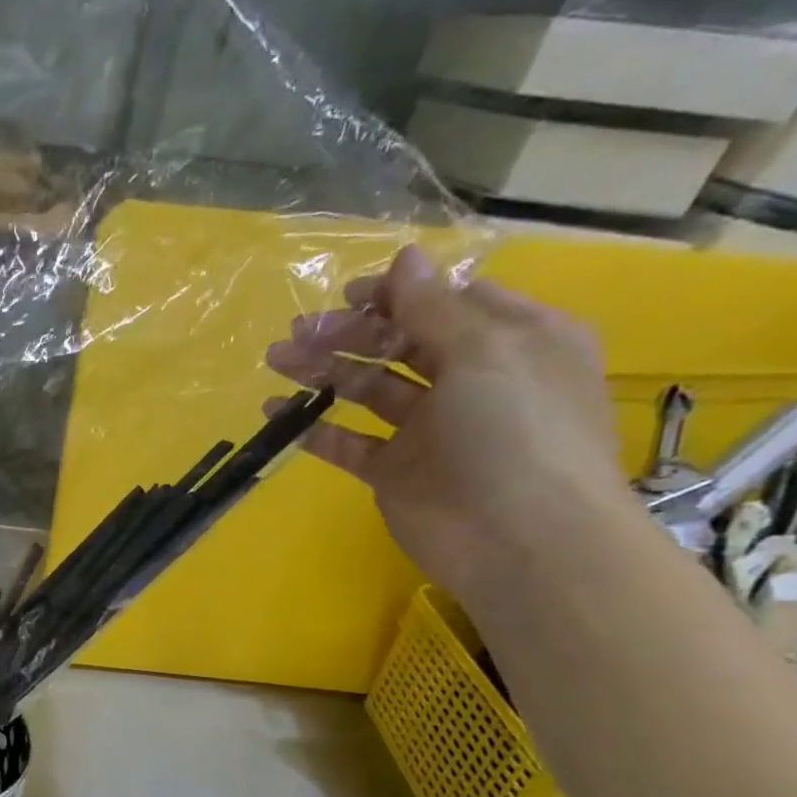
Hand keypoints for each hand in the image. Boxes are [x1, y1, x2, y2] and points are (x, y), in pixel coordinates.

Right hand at [265, 245, 626, 602]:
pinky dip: (315, 428)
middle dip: (350, 332)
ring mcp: (430, 429)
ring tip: (277, 361)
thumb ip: (435, 308)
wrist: (519, 540)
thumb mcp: (486, 353)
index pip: (449, 302)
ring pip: (369, 388)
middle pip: (400, 343)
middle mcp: (472, 380)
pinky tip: (277, 415)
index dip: (398, 294)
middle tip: (298, 333)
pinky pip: (349, 441)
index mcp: (512, 341)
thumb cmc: (517, 431)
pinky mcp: (396, 470)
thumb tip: (405, 257)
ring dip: (324, 371)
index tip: (347, 296)